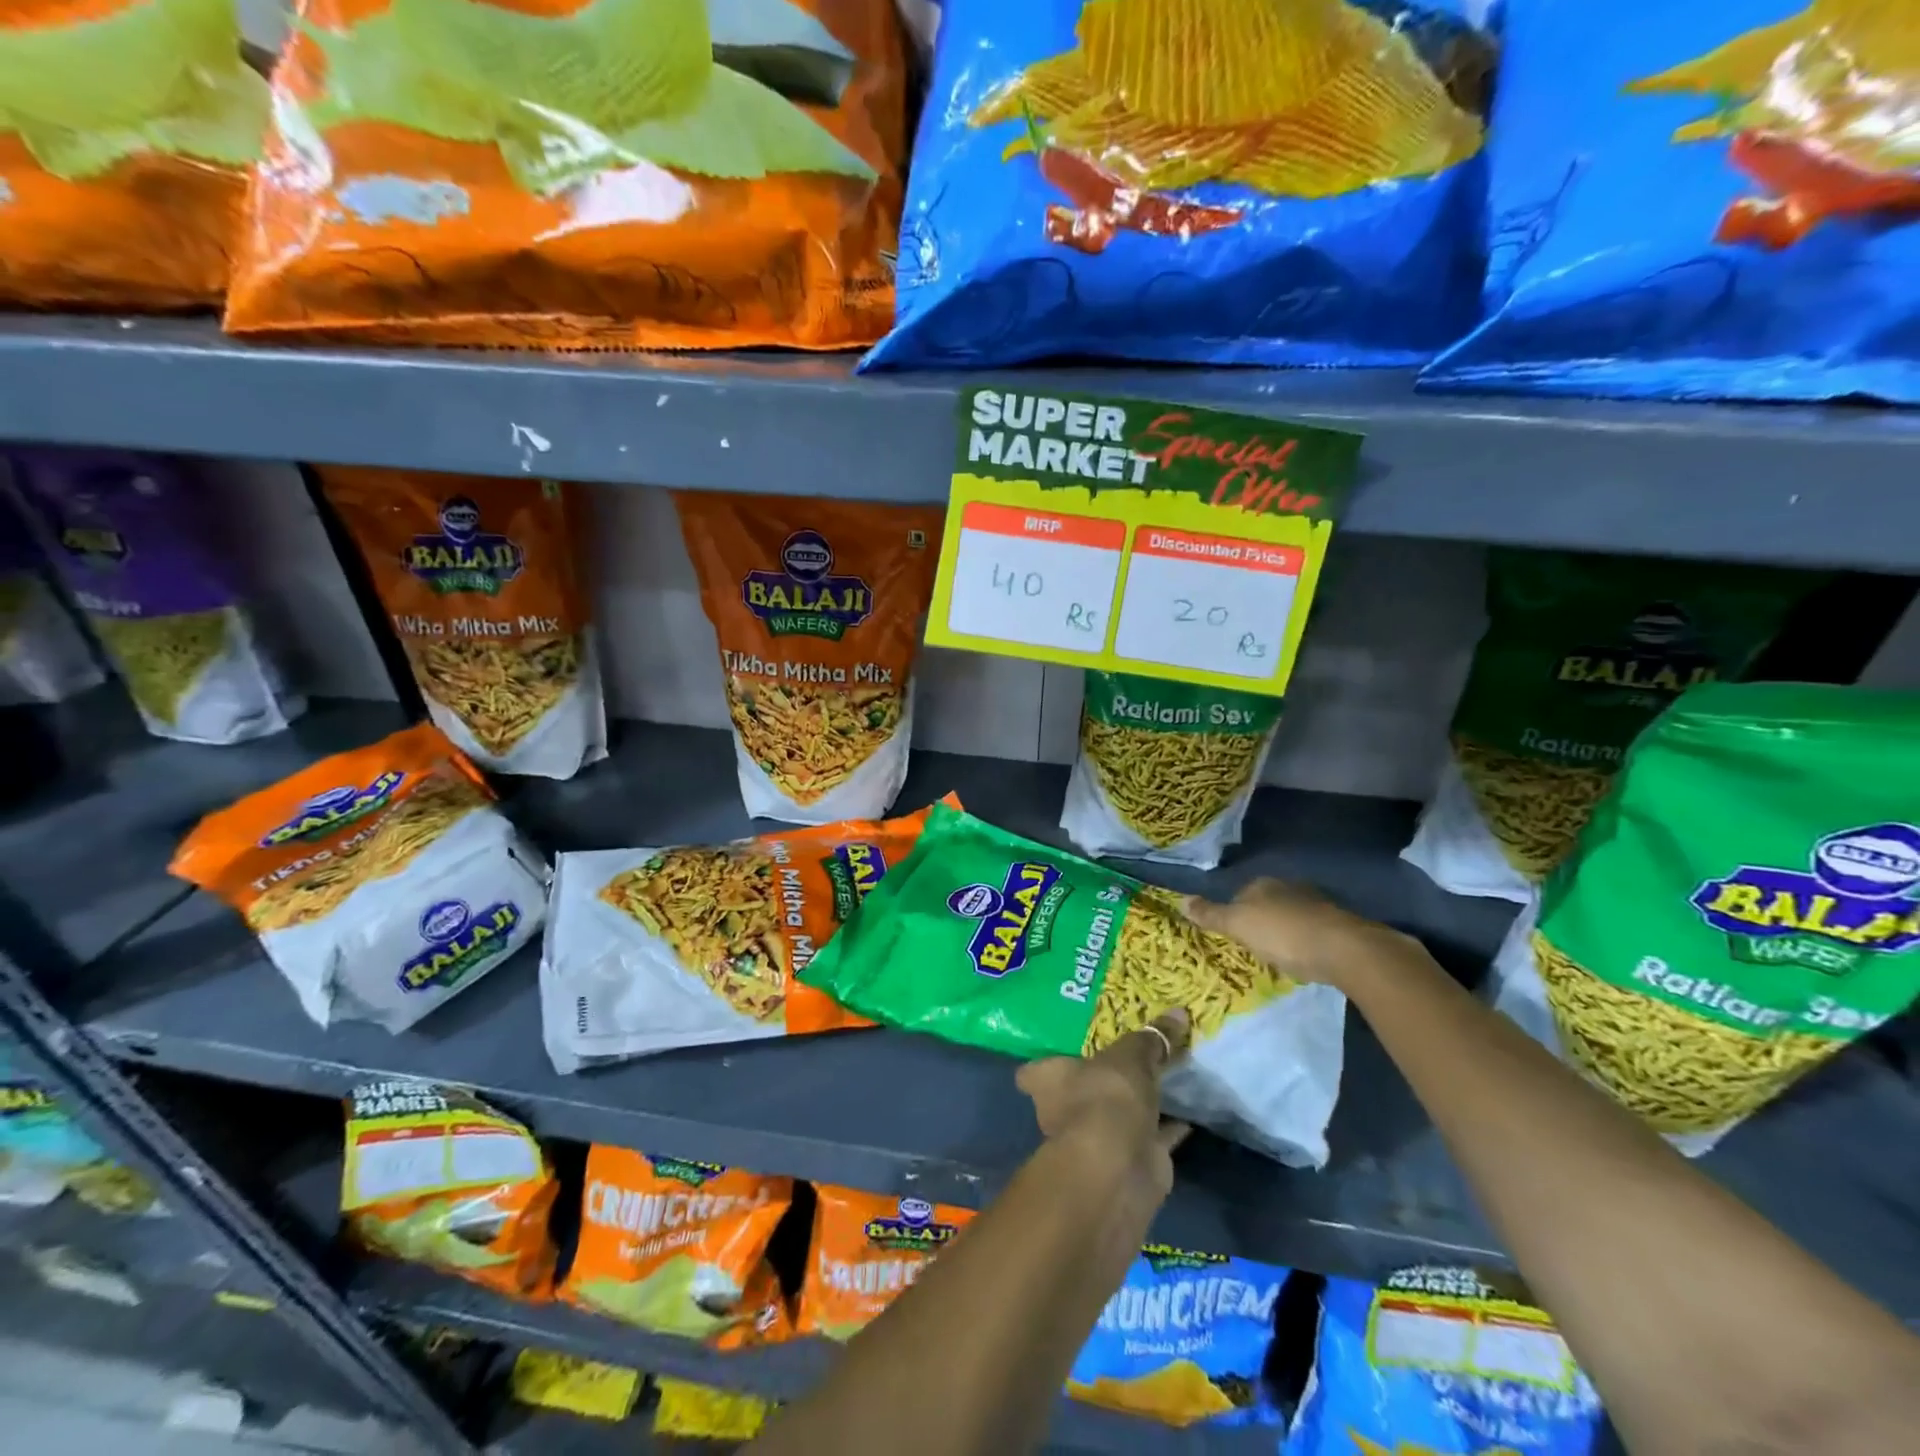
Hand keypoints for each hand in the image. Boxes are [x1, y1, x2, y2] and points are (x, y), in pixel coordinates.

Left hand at [1016, 1009, 1191, 1198]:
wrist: (1119, 1168)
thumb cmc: (1106, 1096)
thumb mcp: (1131, 1056)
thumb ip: (1151, 1038)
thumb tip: (1178, 1012)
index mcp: (1048, 1081)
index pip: (1032, 1072)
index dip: (1046, 1063)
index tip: (1068, 1048)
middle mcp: (1063, 1111)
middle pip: (1078, 1092)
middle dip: (1100, 1082)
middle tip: (1127, 1059)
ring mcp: (1095, 1140)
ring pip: (1116, 1115)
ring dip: (1135, 1105)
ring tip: (1161, 1079)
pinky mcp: (1127, 1162)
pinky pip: (1149, 1138)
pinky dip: (1166, 1129)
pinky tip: (1188, 1113)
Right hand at [1183, 878, 1415, 991]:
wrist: (1344, 949)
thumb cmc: (1283, 934)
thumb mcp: (1238, 925)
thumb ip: (1210, 914)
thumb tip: (1180, 900)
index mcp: (1263, 884)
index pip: (1239, 894)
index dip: (1233, 914)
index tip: (1232, 936)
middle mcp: (1289, 887)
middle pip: (1266, 904)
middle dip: (1260, 922)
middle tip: (1254, 947)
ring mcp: (1316, 904)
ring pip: (1290, 916)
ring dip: (1284, 932)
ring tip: (1279, 956)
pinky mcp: (1337, 924)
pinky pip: (1311, 931)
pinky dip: (1305, 941)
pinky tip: (1304, 958)